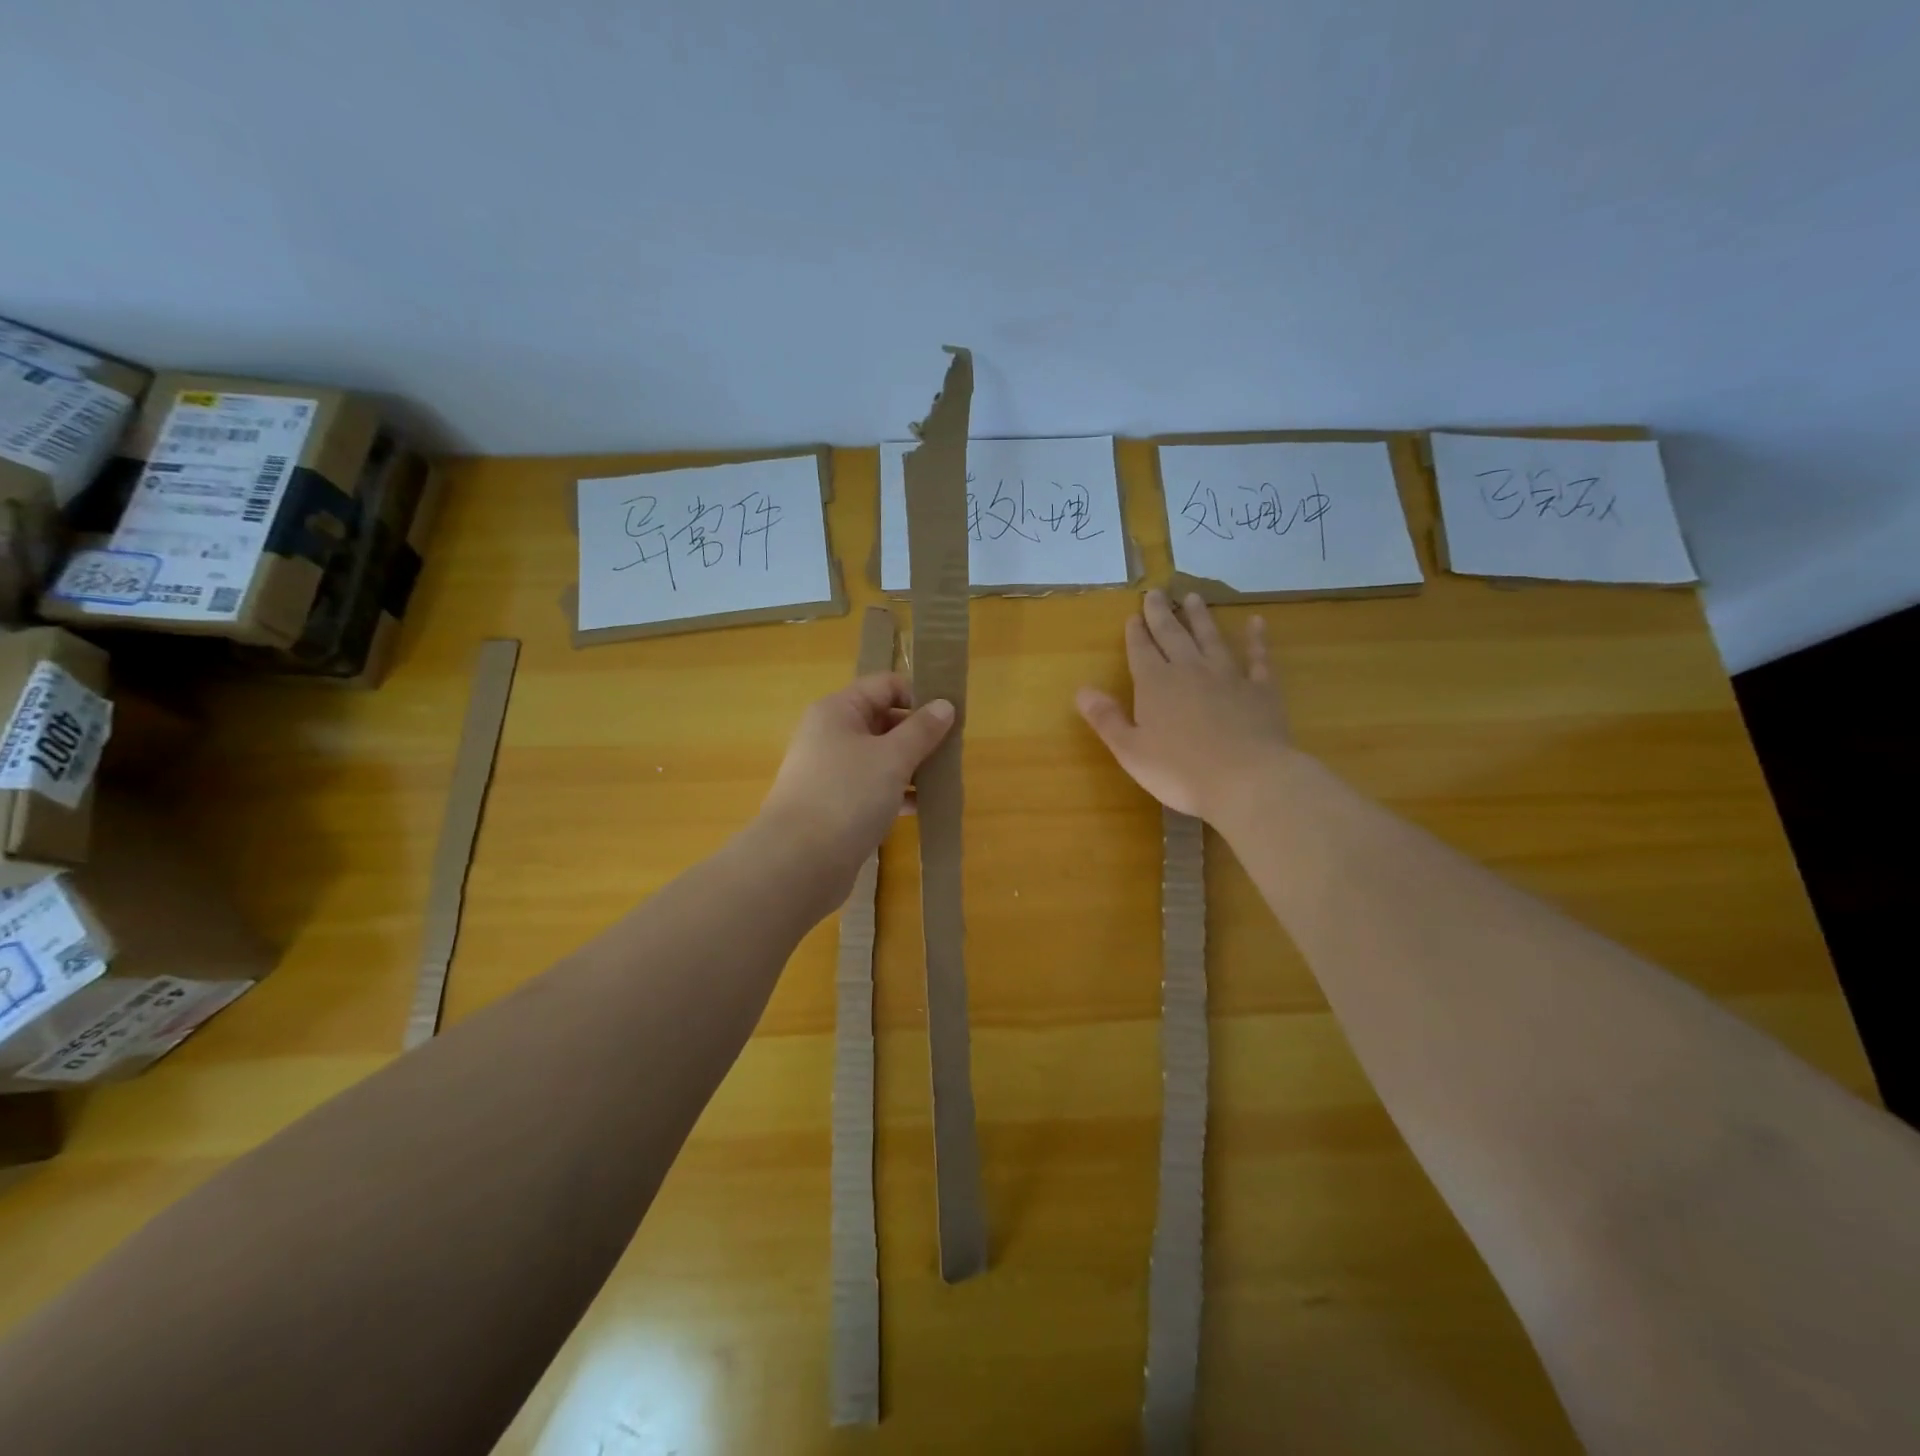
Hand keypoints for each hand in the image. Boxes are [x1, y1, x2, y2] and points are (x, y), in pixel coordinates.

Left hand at [759, 672, 954, 881]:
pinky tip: (921, 806)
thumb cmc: (847, 795)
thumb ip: (922, 730)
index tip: (951, 717)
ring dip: (911, 765)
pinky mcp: (835, 805)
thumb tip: (945, 705)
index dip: (918, 696)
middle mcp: (831, 735)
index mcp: (838, 711)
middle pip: (883, 721)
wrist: (799, 862)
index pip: (885, 686)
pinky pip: (873, 788)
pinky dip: (896, 793)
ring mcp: (831, 772)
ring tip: (943, 780)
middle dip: (919, 734)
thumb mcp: (892, 757)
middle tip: (953, 751)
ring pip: (880, 758)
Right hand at [1076, 590, 1291, 822]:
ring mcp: (1228, 677)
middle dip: (1161, 615)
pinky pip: (1258, 658)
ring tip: (1193, 597)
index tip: (1133, 615)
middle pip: (1173, 636)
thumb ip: (1106, 718)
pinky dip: (1256, 639)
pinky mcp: (1261, 690)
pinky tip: (1256, 623)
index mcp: (1155, 685)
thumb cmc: (1180, 771)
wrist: (1247, 779)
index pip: (1141, 651)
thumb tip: (1082, 690)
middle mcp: (1190, 670)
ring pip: (1211, 639)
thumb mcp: (1130, 750)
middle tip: (1156, 592)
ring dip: (1200, 618)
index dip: (1136, 633)